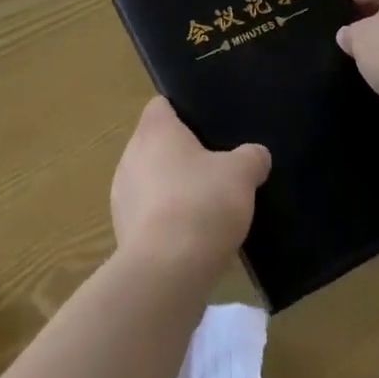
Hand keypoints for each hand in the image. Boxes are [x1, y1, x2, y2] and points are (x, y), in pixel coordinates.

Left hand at [111, 98, 269, 278]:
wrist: (166, 271)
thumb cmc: (201, 204)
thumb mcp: (241, 175)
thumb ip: (251, 158)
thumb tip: (257, 154)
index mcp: (154, 130)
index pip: (161, 106)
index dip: (183, 113)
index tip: (207, 129)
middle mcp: (130, 154)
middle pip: (156, 145)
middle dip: (182, 156)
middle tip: (215, 170)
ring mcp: (122, 194)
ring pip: (150, 181)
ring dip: (172, 190)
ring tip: (205, 209)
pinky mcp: (121, 230)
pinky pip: (147, 215)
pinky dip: (165, 221)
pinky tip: (190, 239)